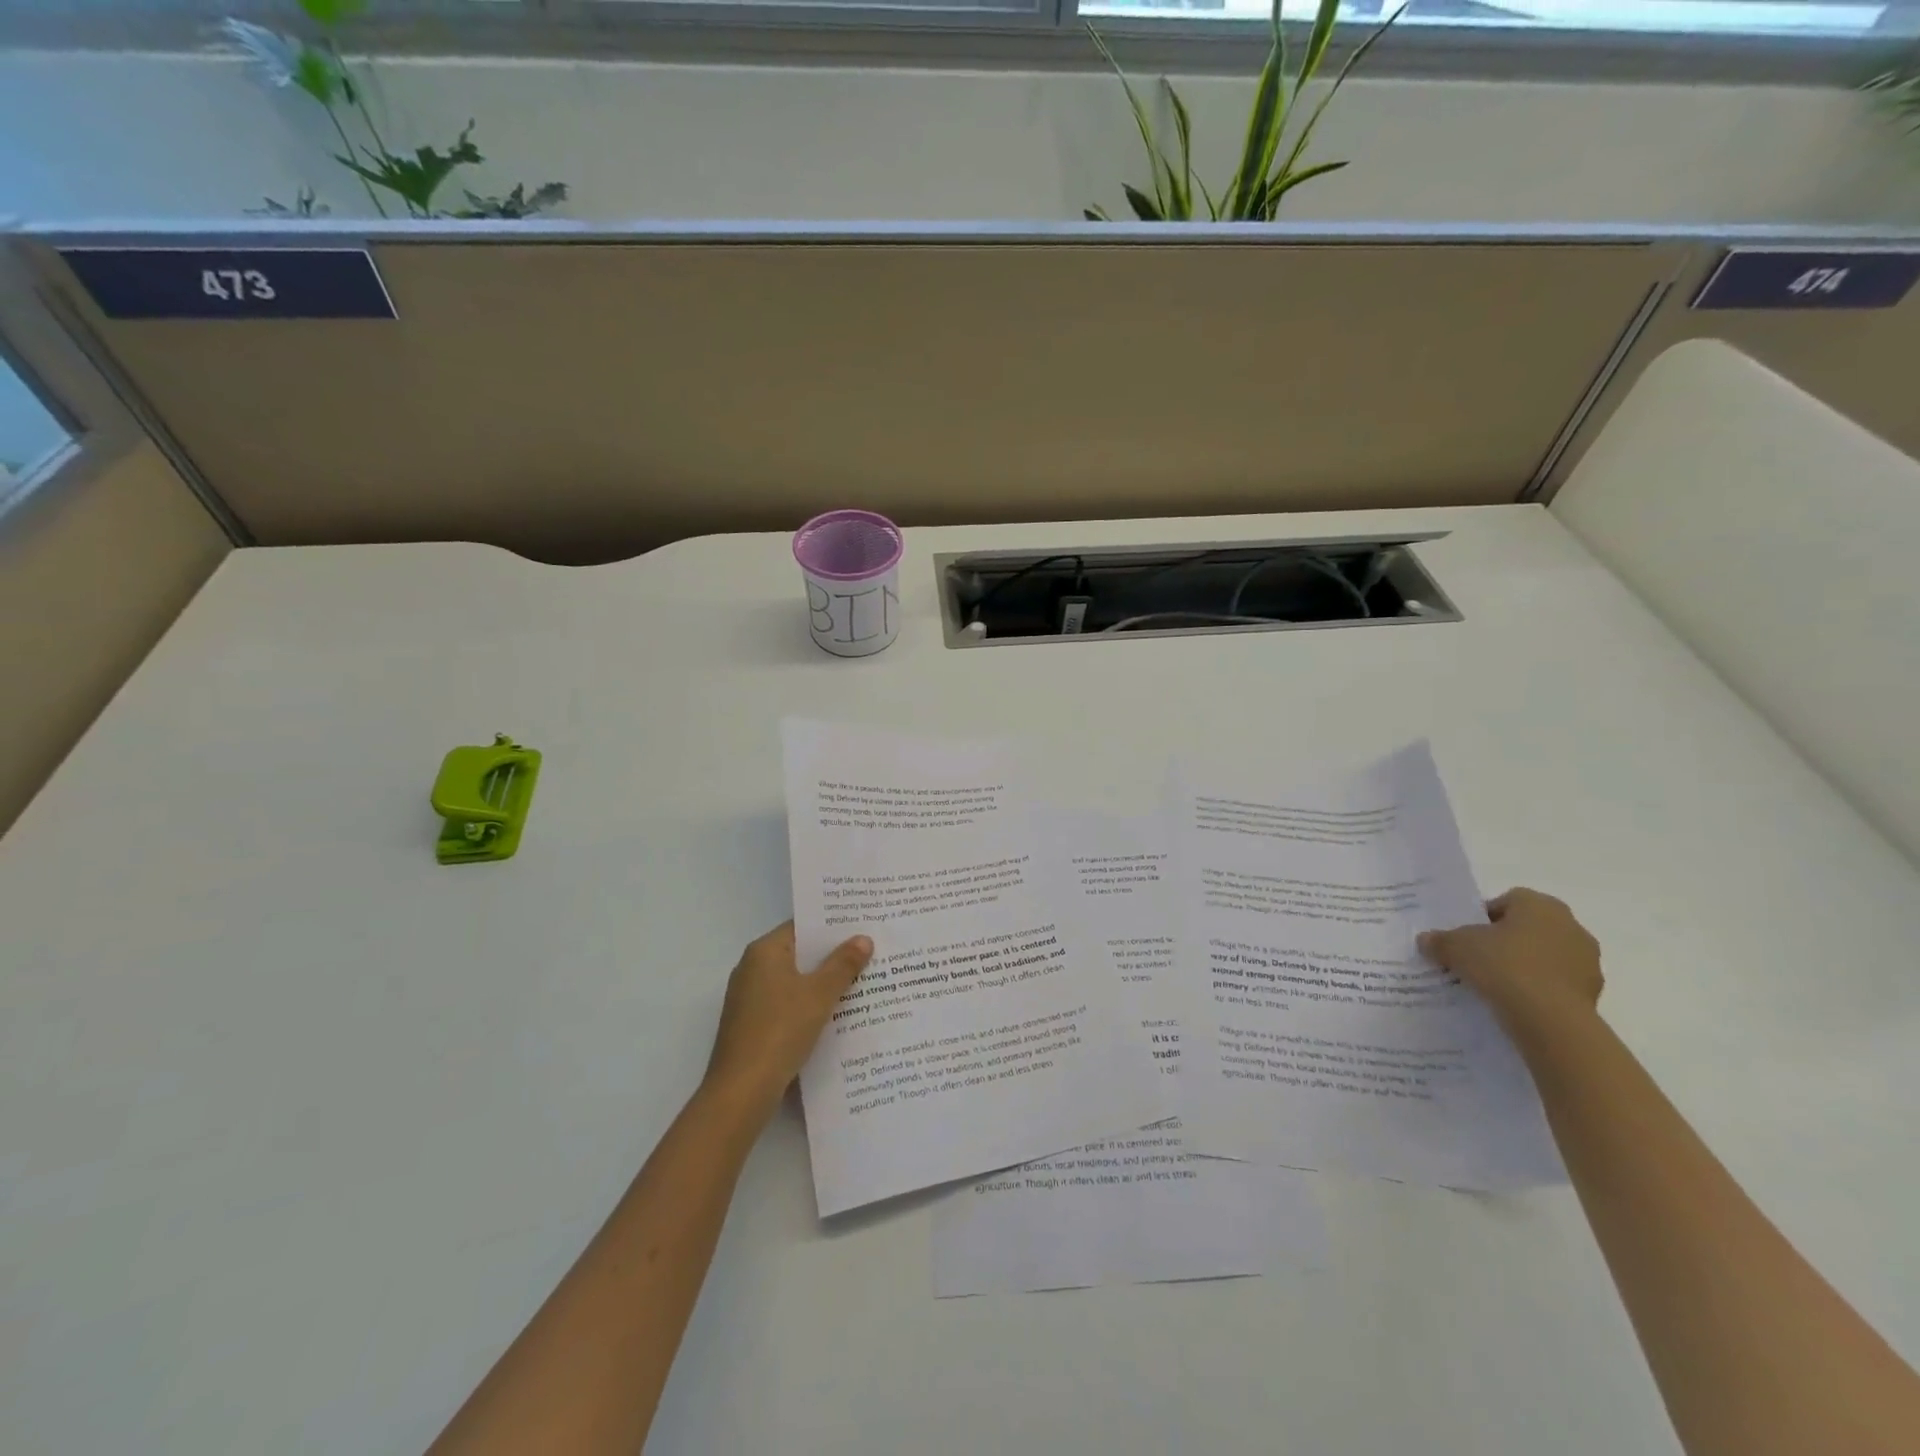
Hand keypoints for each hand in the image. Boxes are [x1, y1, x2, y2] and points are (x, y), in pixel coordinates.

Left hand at [702, 922, 872, 1122]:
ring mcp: (750, 999)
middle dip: (832, 956)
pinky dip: (810, 1005)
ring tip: (863, 981)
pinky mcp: (753, 1025)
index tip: (862, 926)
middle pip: (799, 953)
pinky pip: (788, 1004)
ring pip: (795, 981)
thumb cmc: (780, 1030)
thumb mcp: (819, 994)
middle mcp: (752, 969)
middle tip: (871, 952)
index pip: (802, 926)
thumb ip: (843, 965)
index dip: (832, 926)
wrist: (741, 1091)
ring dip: (823, 983)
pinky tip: (838, 1014)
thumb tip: (863, 939)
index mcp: (763, 952)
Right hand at [1418, 887, 1603, 1037]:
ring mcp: (1587, 961)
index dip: (1483, 917)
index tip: (1467, 937)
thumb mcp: (1456, 947)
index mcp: (1540, 905)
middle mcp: (1570, 925)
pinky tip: (1516, 1003)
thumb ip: (1440, 940)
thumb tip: (1426, 940)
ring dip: (1525, 966)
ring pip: (1545, 956)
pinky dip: (1539, 989)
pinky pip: (1556, 983)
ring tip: (1496, 985)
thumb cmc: (1503, 966)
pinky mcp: (1593, 993)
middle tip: (1478, 959)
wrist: (1550, 1019)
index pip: (1508, 901)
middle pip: (1528, 928)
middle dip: (1506, 941)